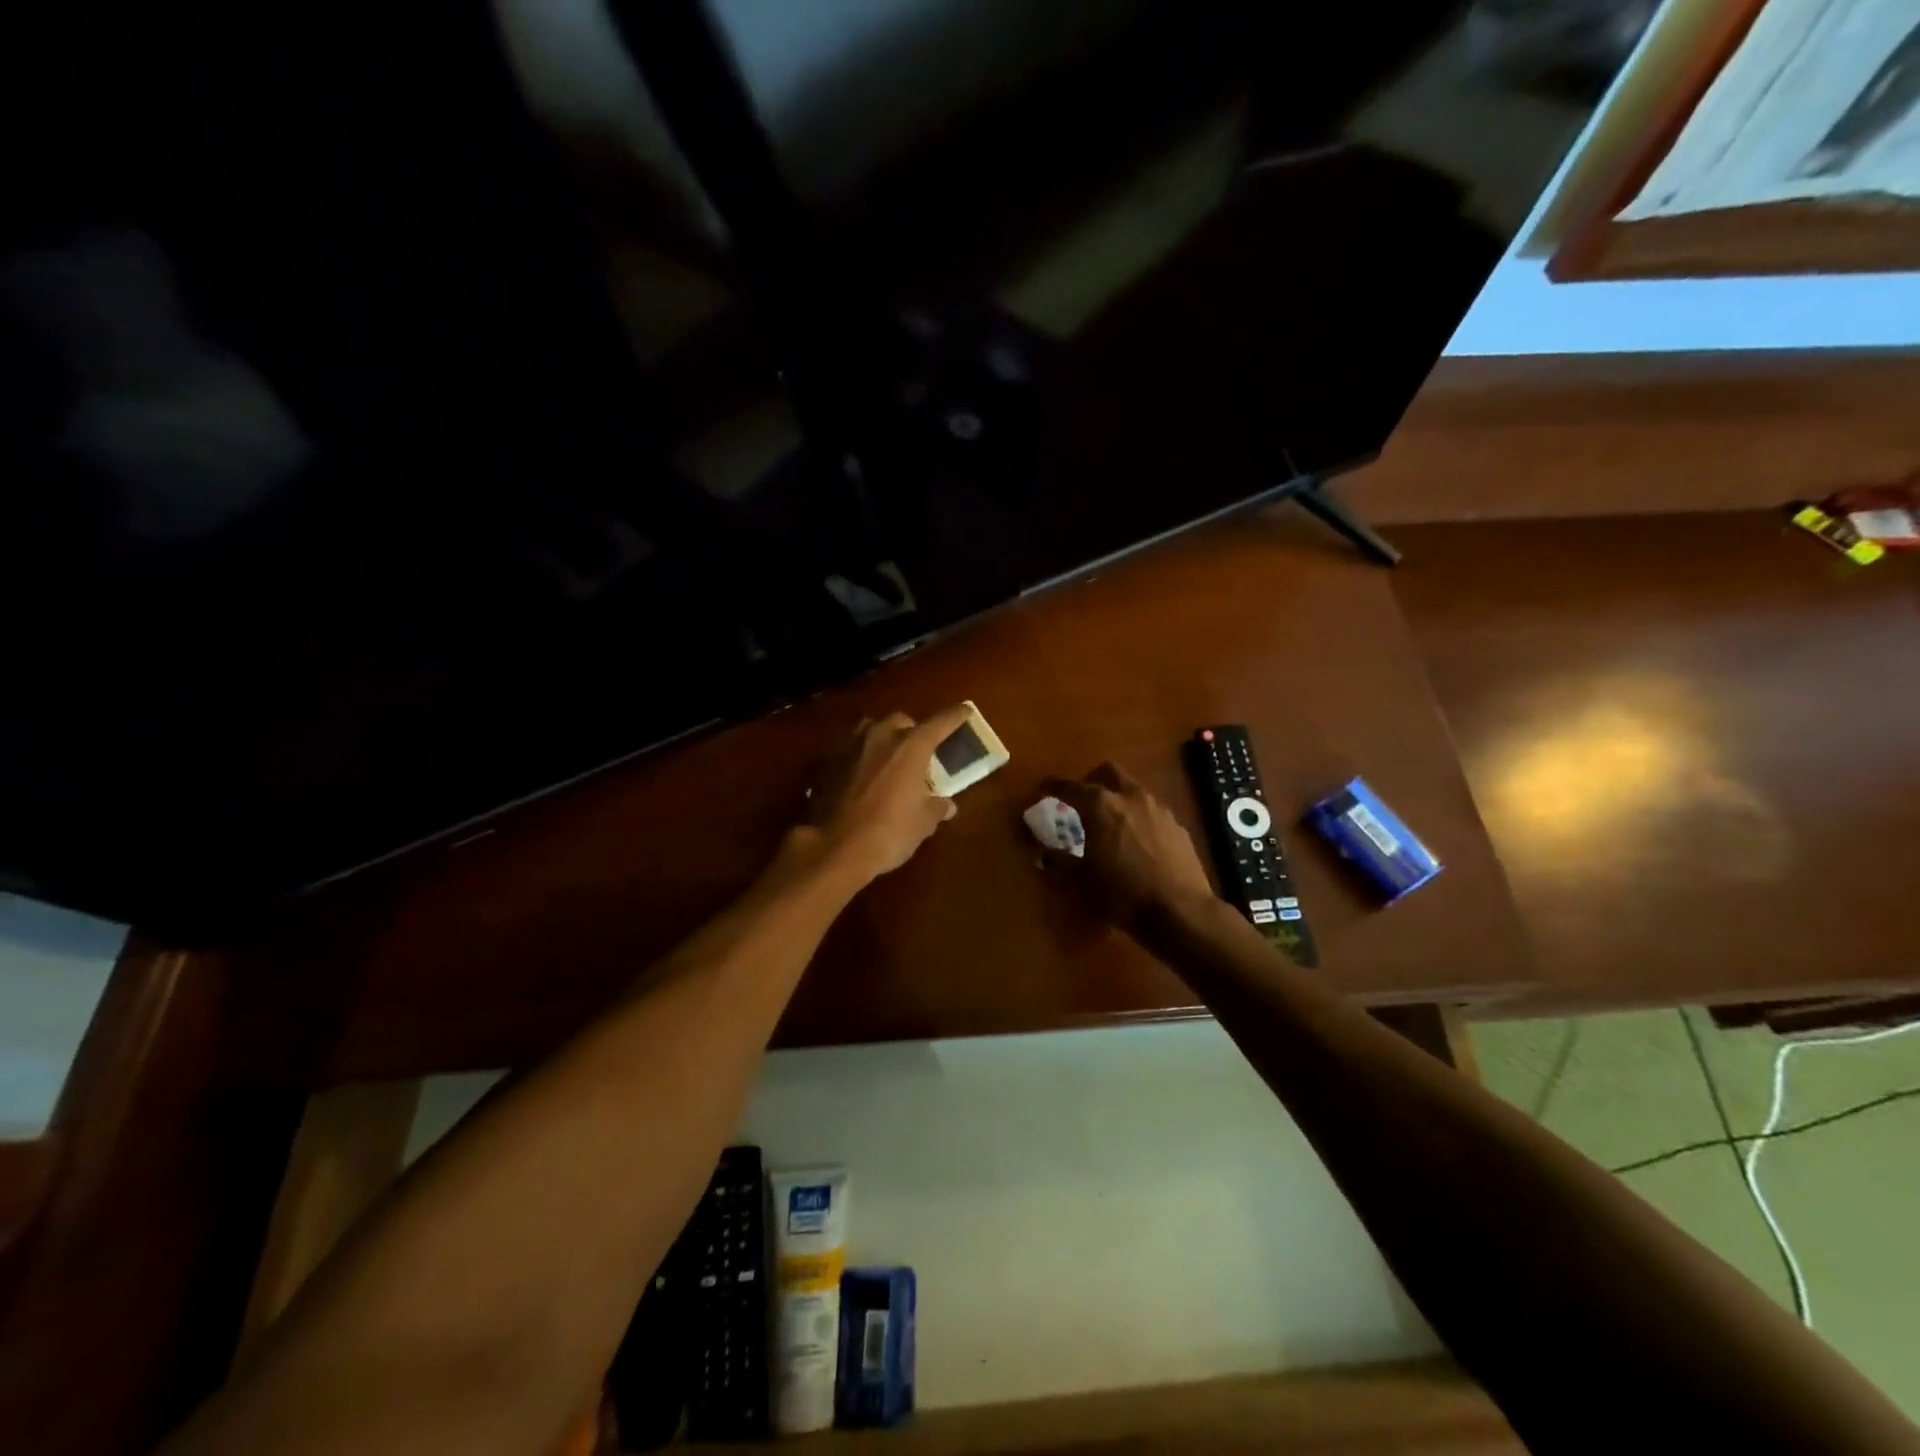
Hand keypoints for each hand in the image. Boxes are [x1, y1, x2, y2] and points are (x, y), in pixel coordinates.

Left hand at [802, 706, 972, 882]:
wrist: (835, 848)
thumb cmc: (890, 832)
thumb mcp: (923, 823)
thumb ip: (936, 807)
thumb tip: (947, 805)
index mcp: (910, 747)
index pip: (939, 723)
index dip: (955, 717)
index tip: (965, 711)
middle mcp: (880, 737)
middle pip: (901, 720)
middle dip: (913, 730)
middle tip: (920, 750)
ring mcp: (850, 748)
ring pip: (871, 729)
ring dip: (884, 738)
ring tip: (890, 758)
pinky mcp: (829, 764)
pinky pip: (851, 750)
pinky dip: (862, 757)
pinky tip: (865, 777)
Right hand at [1039, 762, 1214, 930]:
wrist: (1180, 911)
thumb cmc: (1122, 894)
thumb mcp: (1081, 881)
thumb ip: (1059, 861)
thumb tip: (1044, 853)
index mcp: (1100, 806)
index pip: (1070, 786)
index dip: (1052, 785)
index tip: (1042, 788)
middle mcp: (1130, 797)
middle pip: (1108, 771)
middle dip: (1091, 780)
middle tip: (1081, 800)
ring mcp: (1158, 809)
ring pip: (1133, 788)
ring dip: (1117, 797)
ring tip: (1109, 822)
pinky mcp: (1177, 826)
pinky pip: (1152, 810)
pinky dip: (1138, 816)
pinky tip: (1137, 840)